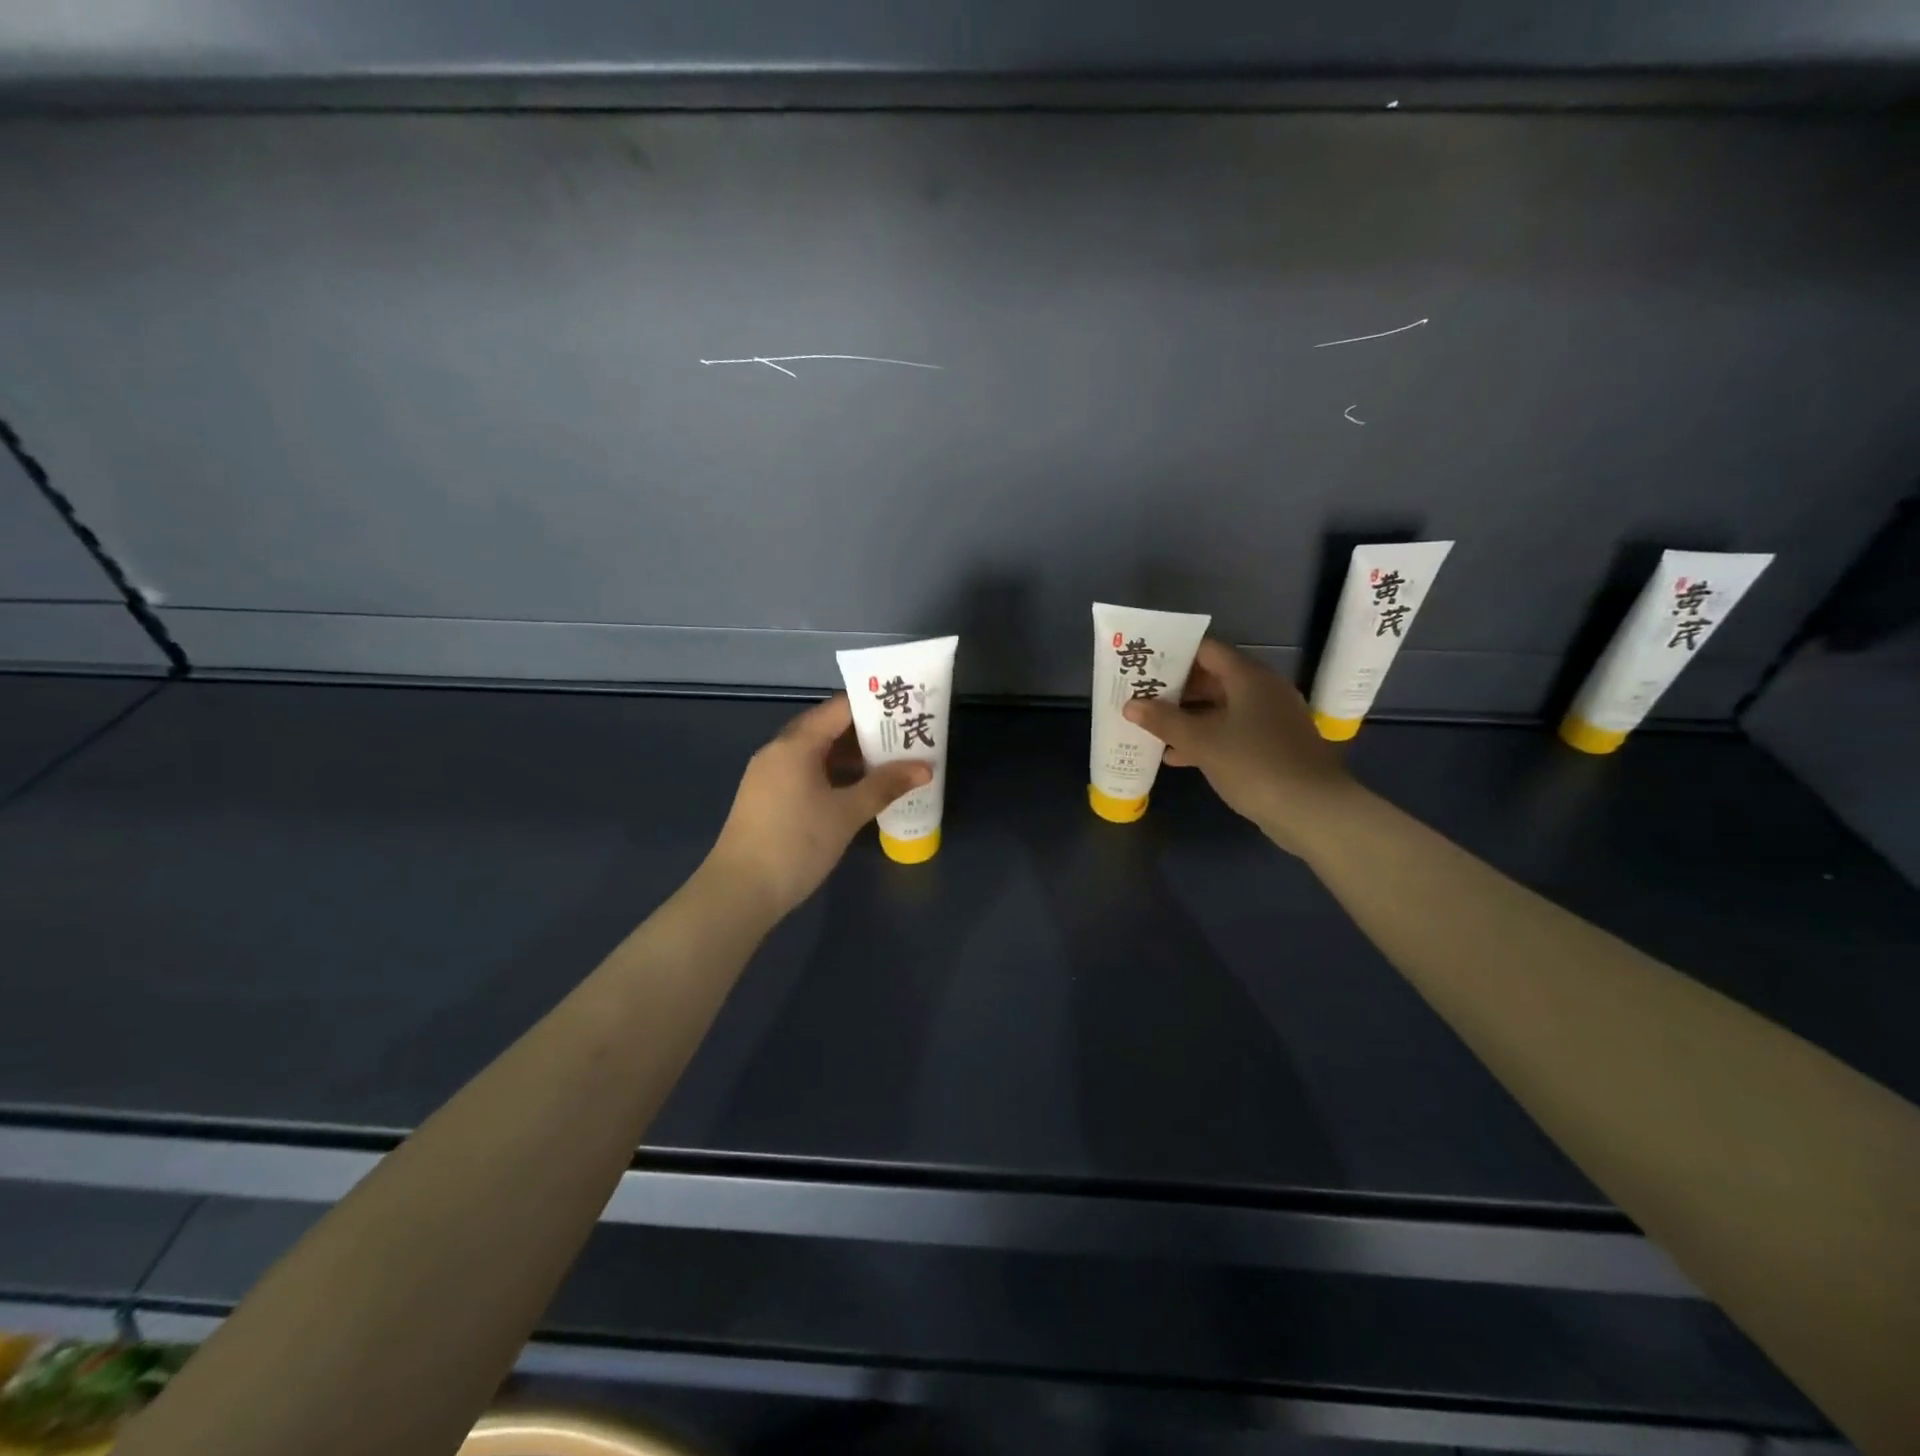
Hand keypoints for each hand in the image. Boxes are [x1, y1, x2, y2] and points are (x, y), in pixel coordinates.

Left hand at [704, 695, 931, 919]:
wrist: (740, 891)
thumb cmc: (796, 844)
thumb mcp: (847, 814)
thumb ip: (885, 786)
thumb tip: (925, 768)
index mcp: (795, 744)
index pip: (839, 708)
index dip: (873, 706)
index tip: (905, 708)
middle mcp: (779, 751)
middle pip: (827, 728)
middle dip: (866, 732)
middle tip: (905, 736)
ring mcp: (770, 775)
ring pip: (816, 753)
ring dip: (851, 756)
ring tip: (890, 763)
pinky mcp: (768, 798)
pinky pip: (806, 772)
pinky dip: (833, 774)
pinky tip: (858, 790)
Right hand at [1123, 639, 1361, 855]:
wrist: (1311, 810)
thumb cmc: (1254, 764)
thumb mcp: (1202, 742)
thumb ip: (1164, 721)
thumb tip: (1131, 705)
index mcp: (1249, 678)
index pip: (1207, 651)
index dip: (1174, 653)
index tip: (1144, 662)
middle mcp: (1262, 690)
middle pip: (1213, 678)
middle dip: (1176, 688)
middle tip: (1140, 694)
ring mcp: (1270, 719)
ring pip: (1220, 708)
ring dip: (1187, 716)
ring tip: (1150, 724)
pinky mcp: (1272, 746)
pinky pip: (1232, 731)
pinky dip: (1206, 738)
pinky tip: (1175, 756)